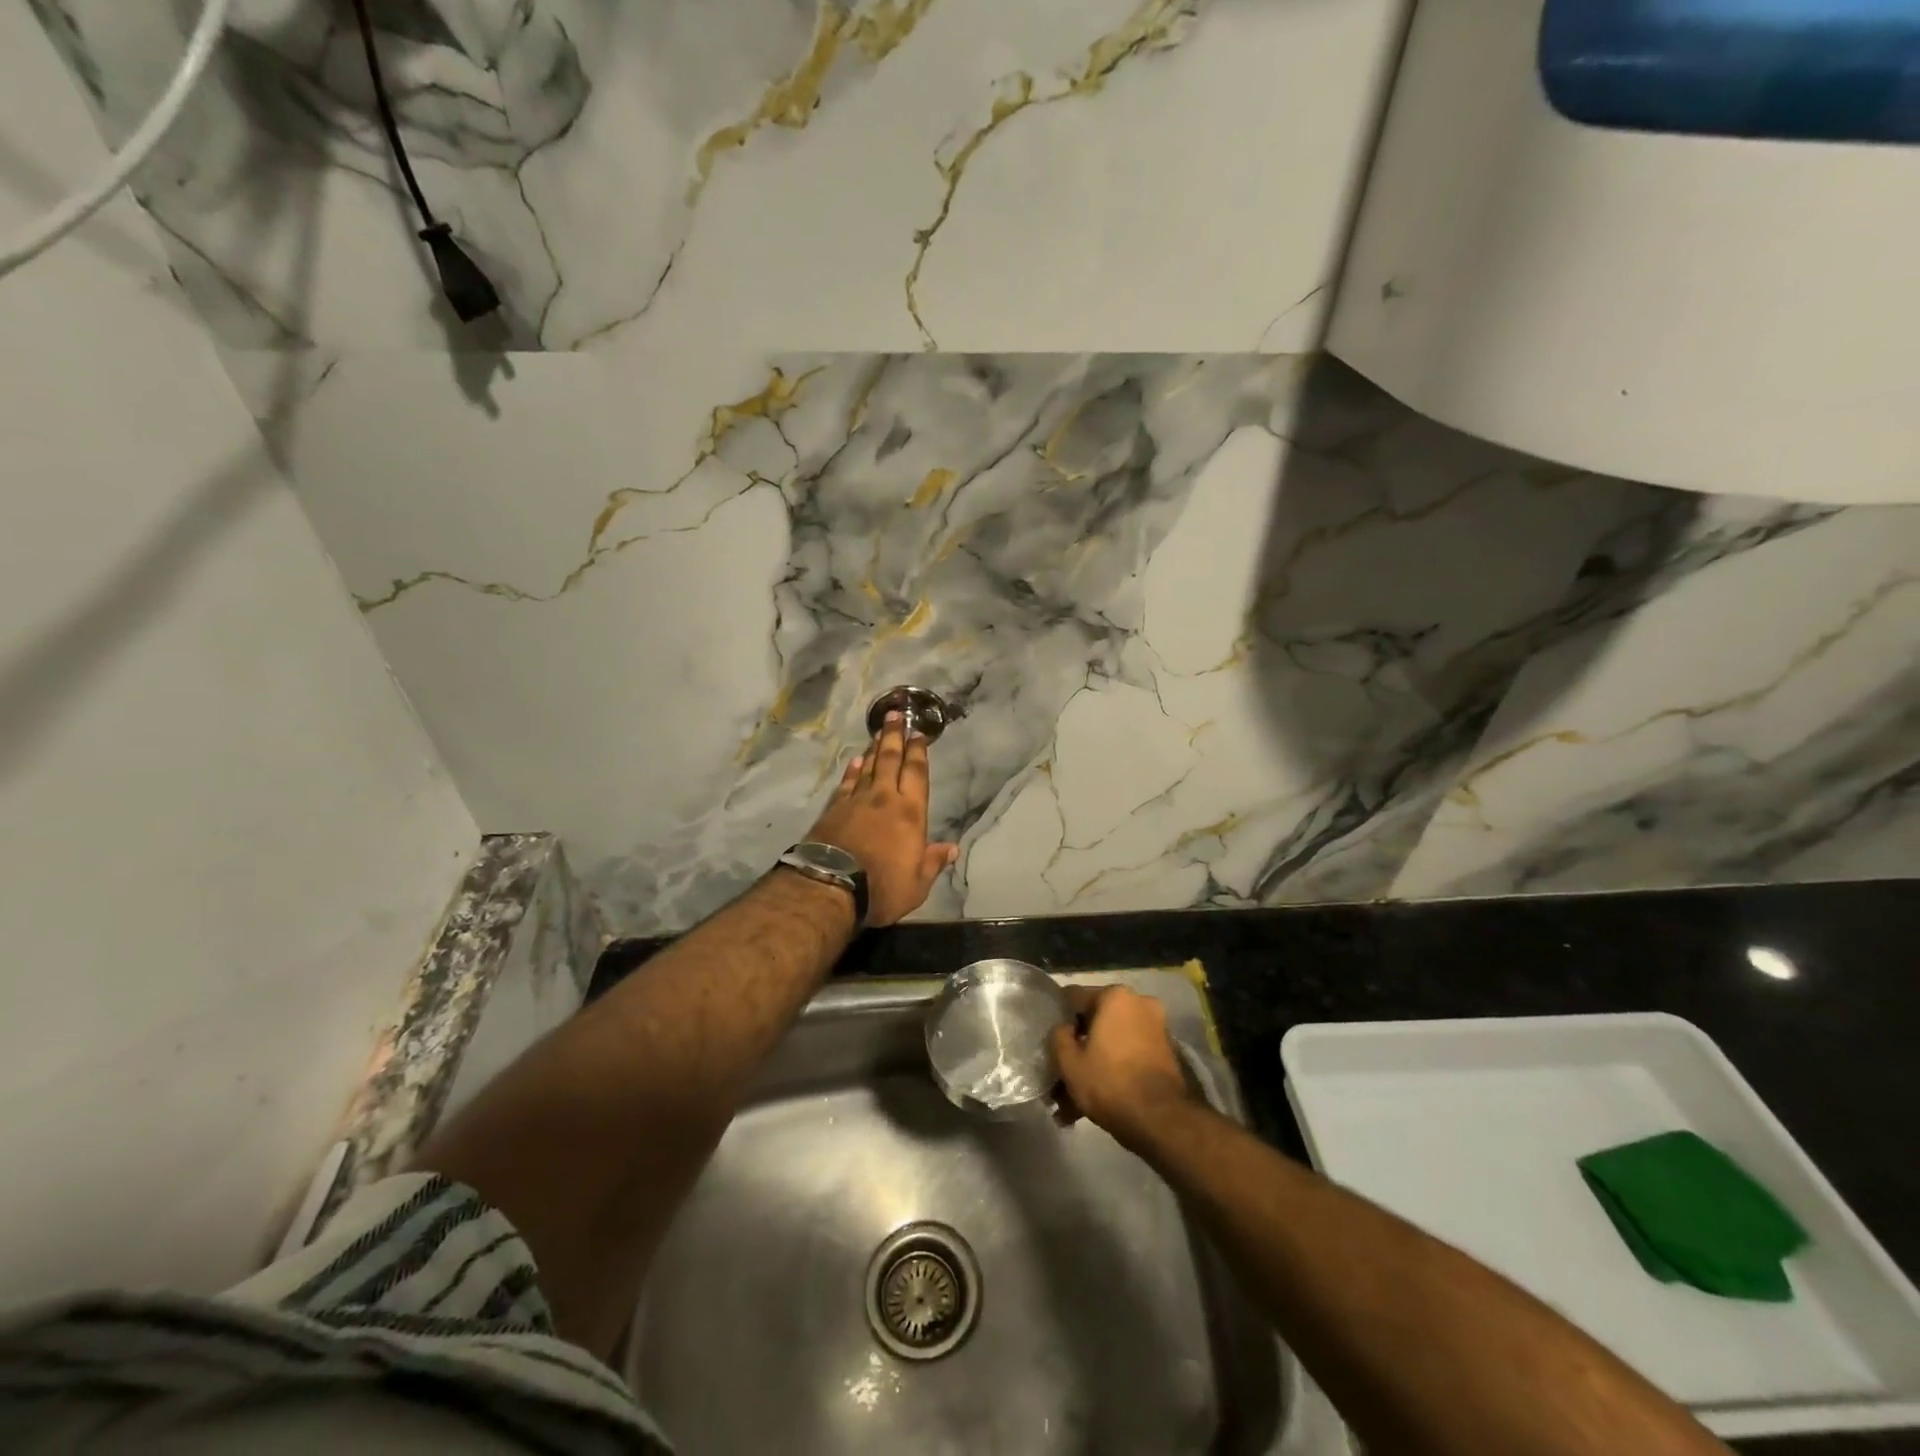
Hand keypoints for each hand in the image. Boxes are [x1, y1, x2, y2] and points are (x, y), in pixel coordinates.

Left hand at [806, 712, 958, 926]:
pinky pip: (847, 783)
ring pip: (868, 766)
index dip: (918, 752)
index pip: (916, 774)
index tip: (918, 733)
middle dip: (894, 736)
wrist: (831, 886)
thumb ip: (933, 862)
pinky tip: (855, 761)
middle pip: (890, 760)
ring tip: (877, 732)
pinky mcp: (833, 809)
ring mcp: (856, 801)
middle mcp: (884, 798)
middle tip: (895, 714)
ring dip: (874, 748)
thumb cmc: (883, 887)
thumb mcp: (918, 883)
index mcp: (910, 812)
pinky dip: (852, 770)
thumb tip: (952, 848)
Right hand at [1051, 985, 1195, 1150]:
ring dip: (1094, 1064)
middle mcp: (1139, 1003)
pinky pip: (1129, 1055)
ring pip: (1113, 1042)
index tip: (1049, 1040)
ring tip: (1074, 1101)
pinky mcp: (1166, 1053)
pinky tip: (1097, 1101)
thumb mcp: (1069, 1062)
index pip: (1074, 998)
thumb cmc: (1109, 1082)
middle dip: (1079, 1048)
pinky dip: (1114, 1071)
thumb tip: (1065, 1028)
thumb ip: (1058, 1036)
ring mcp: (1156, 1028)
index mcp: (1115, 996)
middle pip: (1096, 1022)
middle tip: (1062, 1074)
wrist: (1161, 1121)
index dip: (1058, 1019)